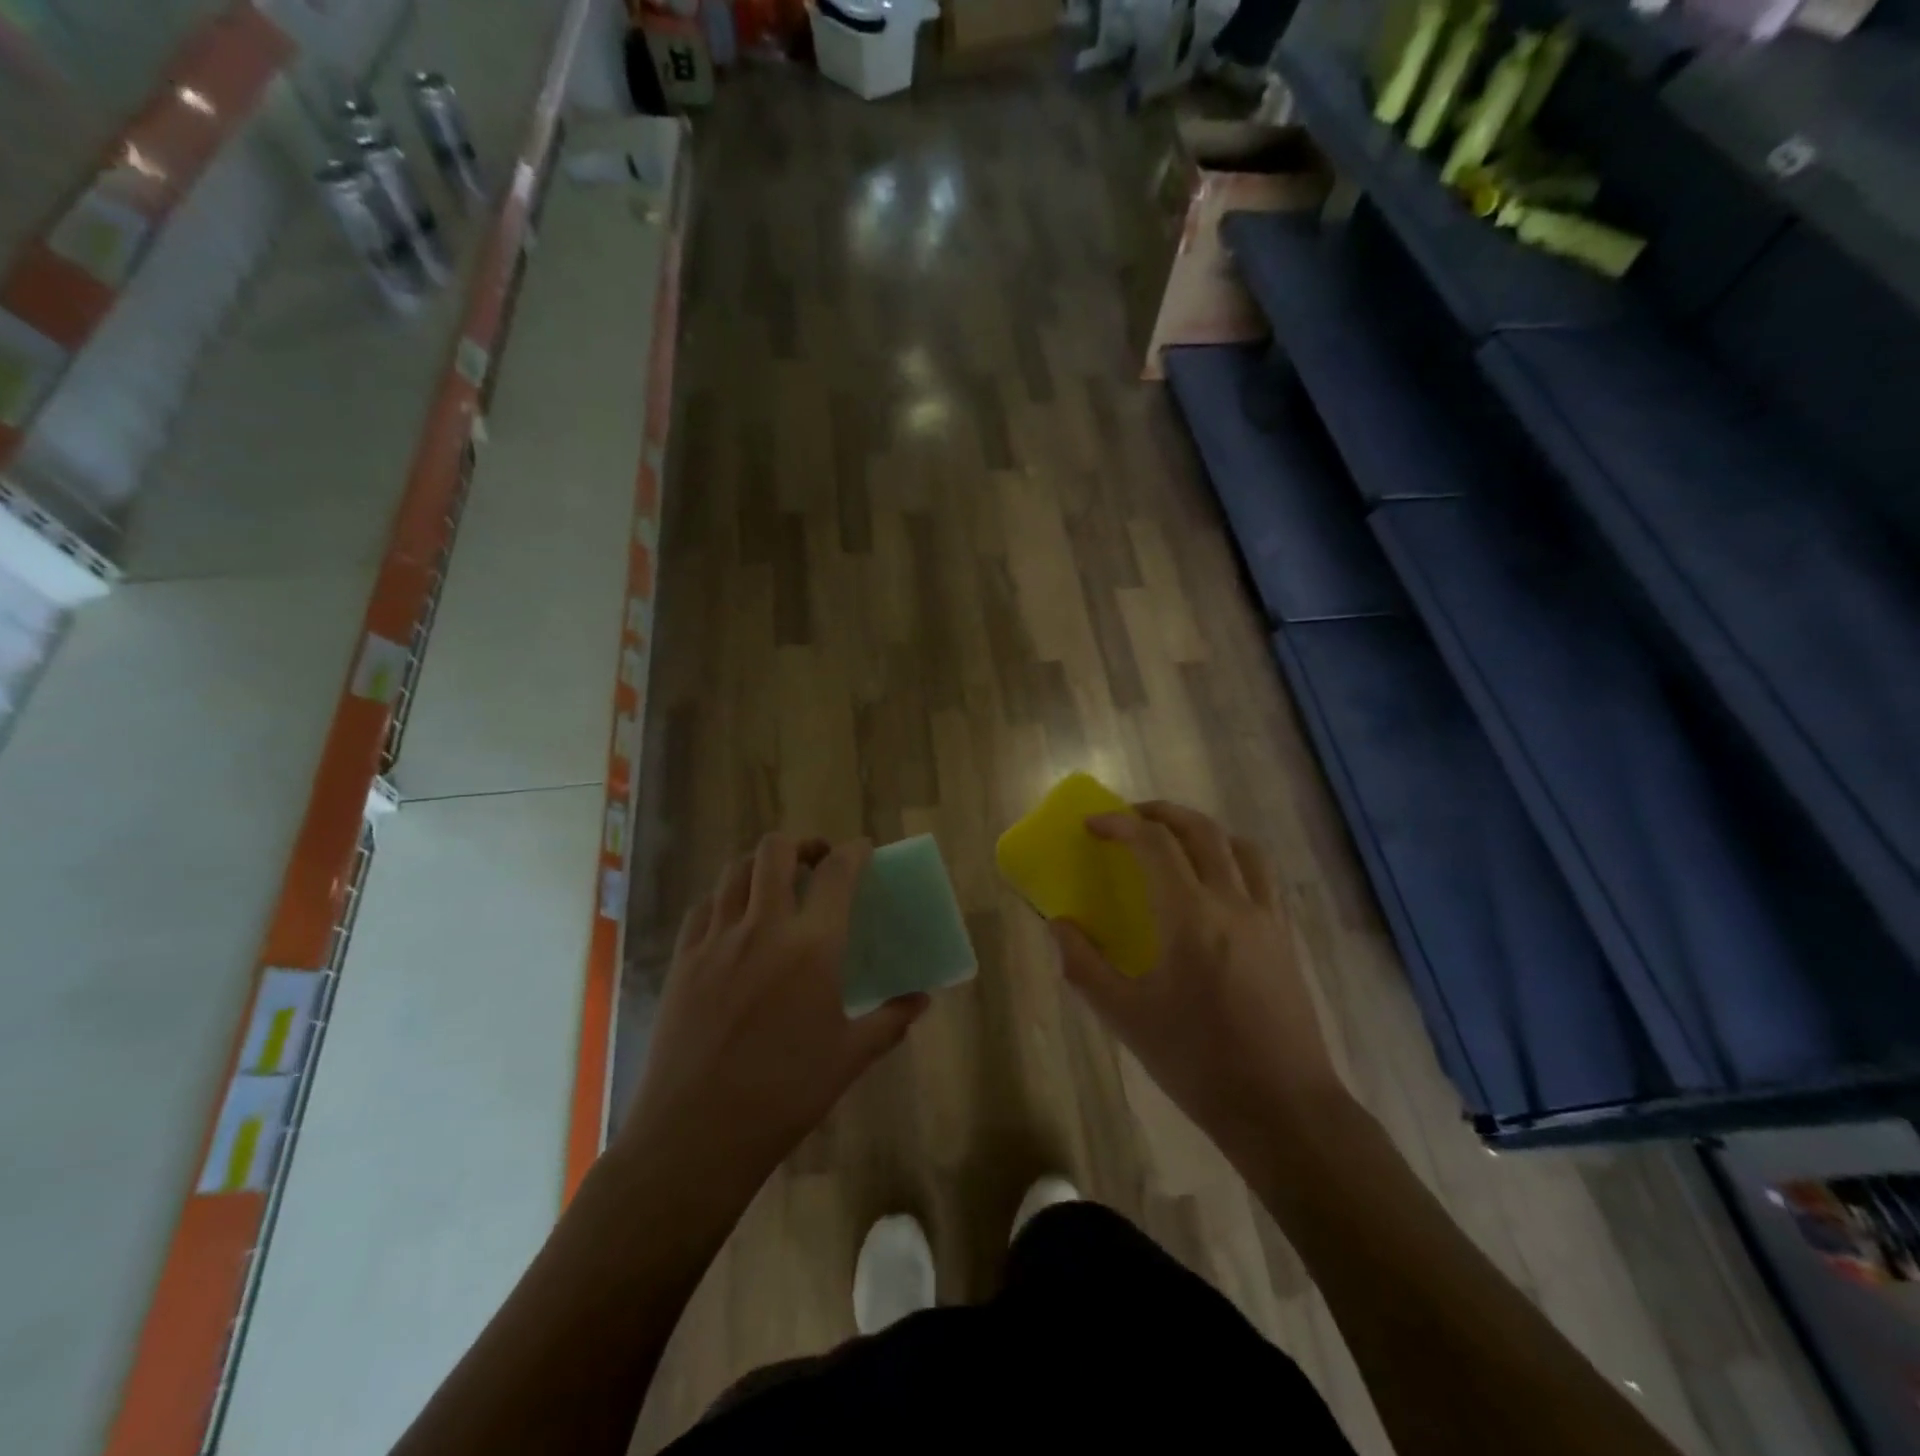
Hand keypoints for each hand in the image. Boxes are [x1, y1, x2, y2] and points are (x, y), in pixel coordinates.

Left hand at [617, 834, 928, 1203]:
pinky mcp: (683, 960)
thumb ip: (890, 1020)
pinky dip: (725, 897)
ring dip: (761, 864)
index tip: (864, 851)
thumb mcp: (849, 1058)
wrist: (696, 1135)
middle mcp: (762, 928)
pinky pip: (704, 907)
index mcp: (812, 947)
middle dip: (802, 843)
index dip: (855, 852)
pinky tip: (735, 920)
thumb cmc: (784, 1095)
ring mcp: (716, 940)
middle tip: (816, 860)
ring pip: (735, 870)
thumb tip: (922, 999)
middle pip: (776, 851)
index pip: (838, 873)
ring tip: (776, 883)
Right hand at [1050, 802, 1347, 1150]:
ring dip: (1203, 831)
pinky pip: (1261, 876)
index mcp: (1190, 917)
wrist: (1284, 1108)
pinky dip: (1233, 859)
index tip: (1093, 824)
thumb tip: (1058, 926)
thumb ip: (1084, 967)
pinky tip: (1215, 888)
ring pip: (1240, 846)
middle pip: (1201, 830)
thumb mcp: (1127, 1019)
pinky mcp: (1286, 938)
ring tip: (1175, 844)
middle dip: (1161, 813)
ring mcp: (1267, 918)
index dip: (1121, 823)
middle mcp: (1233, 903)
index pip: (1155, 844)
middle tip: (1130, 818)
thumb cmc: (1198, 1062)